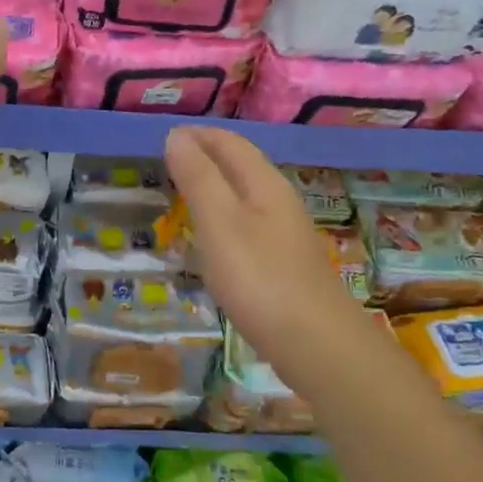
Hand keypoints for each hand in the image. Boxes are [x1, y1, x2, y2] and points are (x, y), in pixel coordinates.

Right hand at [165, 126, 361, 374]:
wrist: (317, 346)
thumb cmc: (260, 278)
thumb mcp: (219, 222)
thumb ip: (198, 177)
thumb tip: (177, 135)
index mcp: (264, 183)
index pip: (230, 143)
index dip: (198, 135)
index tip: (164, 137)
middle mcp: (279, 200)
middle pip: (241, 165)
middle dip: (206, 156)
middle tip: (168, 162)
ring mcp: (285, 233)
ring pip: (245, 194)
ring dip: (215, 186)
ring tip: (183, 193)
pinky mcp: (284, 263)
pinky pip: (248, 223)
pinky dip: (223, 216)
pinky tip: (212, 238)